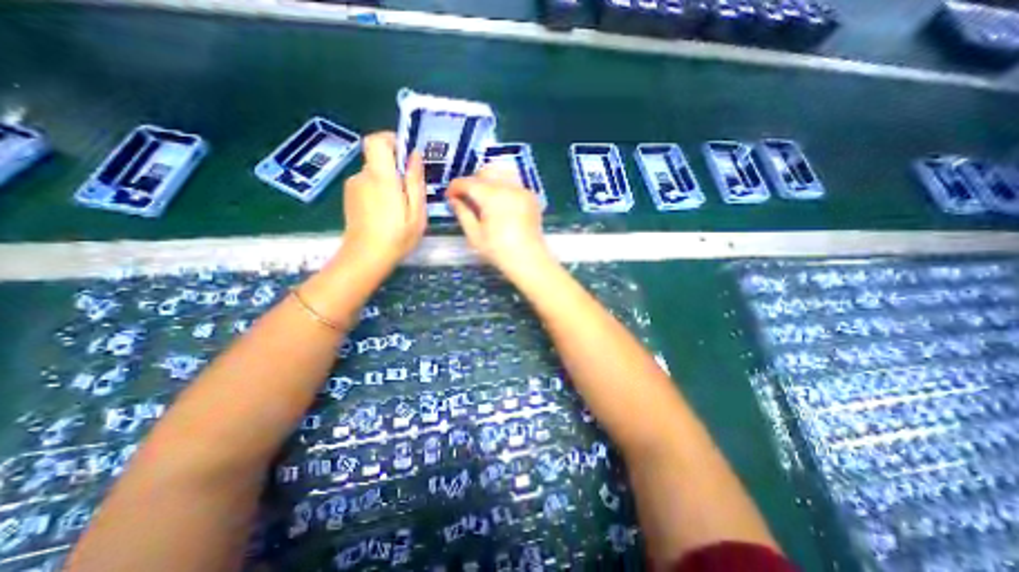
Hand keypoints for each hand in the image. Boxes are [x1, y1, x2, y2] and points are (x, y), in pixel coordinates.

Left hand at [338, 132, 425, 272]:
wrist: (365, 258)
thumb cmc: (397, 237)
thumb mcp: (416, 212)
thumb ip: (415, 182)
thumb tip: (414, 155)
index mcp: (381, 177)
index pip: (376, 140)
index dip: (391, 140)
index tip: (407, 155)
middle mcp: (363, 176)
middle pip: (378, 158)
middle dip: (397, 169)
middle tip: (411, 193)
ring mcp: (353, 186)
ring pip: (375, 173)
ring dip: (389, 183)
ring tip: (401, 208)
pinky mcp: (350, 196)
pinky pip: (368, 184)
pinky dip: (380, 191)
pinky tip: (387, 213)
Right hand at [448, 163, 548, 274]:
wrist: (529, 260)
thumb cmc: (499, 251)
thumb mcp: (474, 235)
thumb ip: (462, 213)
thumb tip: (453, 199)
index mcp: (492, 196)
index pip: (468, 182)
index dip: (455, 187)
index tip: (450, 197)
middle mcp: (508, 187)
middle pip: (484, 173)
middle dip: (472, 182)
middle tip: (466, 199)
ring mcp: (522, 190)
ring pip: (500, 175)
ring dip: (488, 183)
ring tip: (483, 201)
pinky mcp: (530, 196)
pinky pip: (512, 184)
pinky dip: (502, 188)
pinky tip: (500, 205)